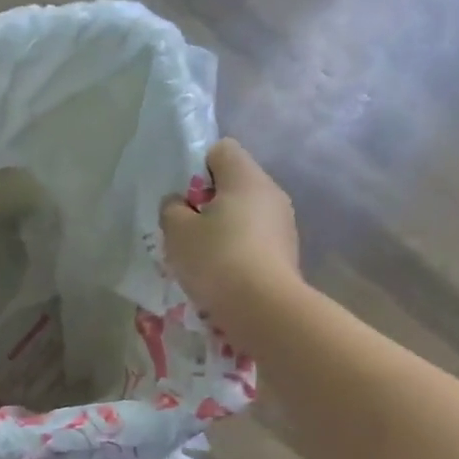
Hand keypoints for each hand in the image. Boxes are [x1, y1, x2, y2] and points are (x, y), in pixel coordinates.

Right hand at [160, 138, 302, 348]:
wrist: (263, 309)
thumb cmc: (216, 259)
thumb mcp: (177, 232)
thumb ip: (172, 209)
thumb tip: (178, 203)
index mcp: (246, 178)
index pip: (221, 150)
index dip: (197, 167)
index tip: (183, 197)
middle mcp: (271, 193)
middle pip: (234, 184)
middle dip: (207, 203)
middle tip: (185, 230)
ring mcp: (284, 224)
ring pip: (244, 214)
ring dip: (222, 229)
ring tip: (201, 258)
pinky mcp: (287, 252)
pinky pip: (254, 240)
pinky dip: (237, 250)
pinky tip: (221, 275)